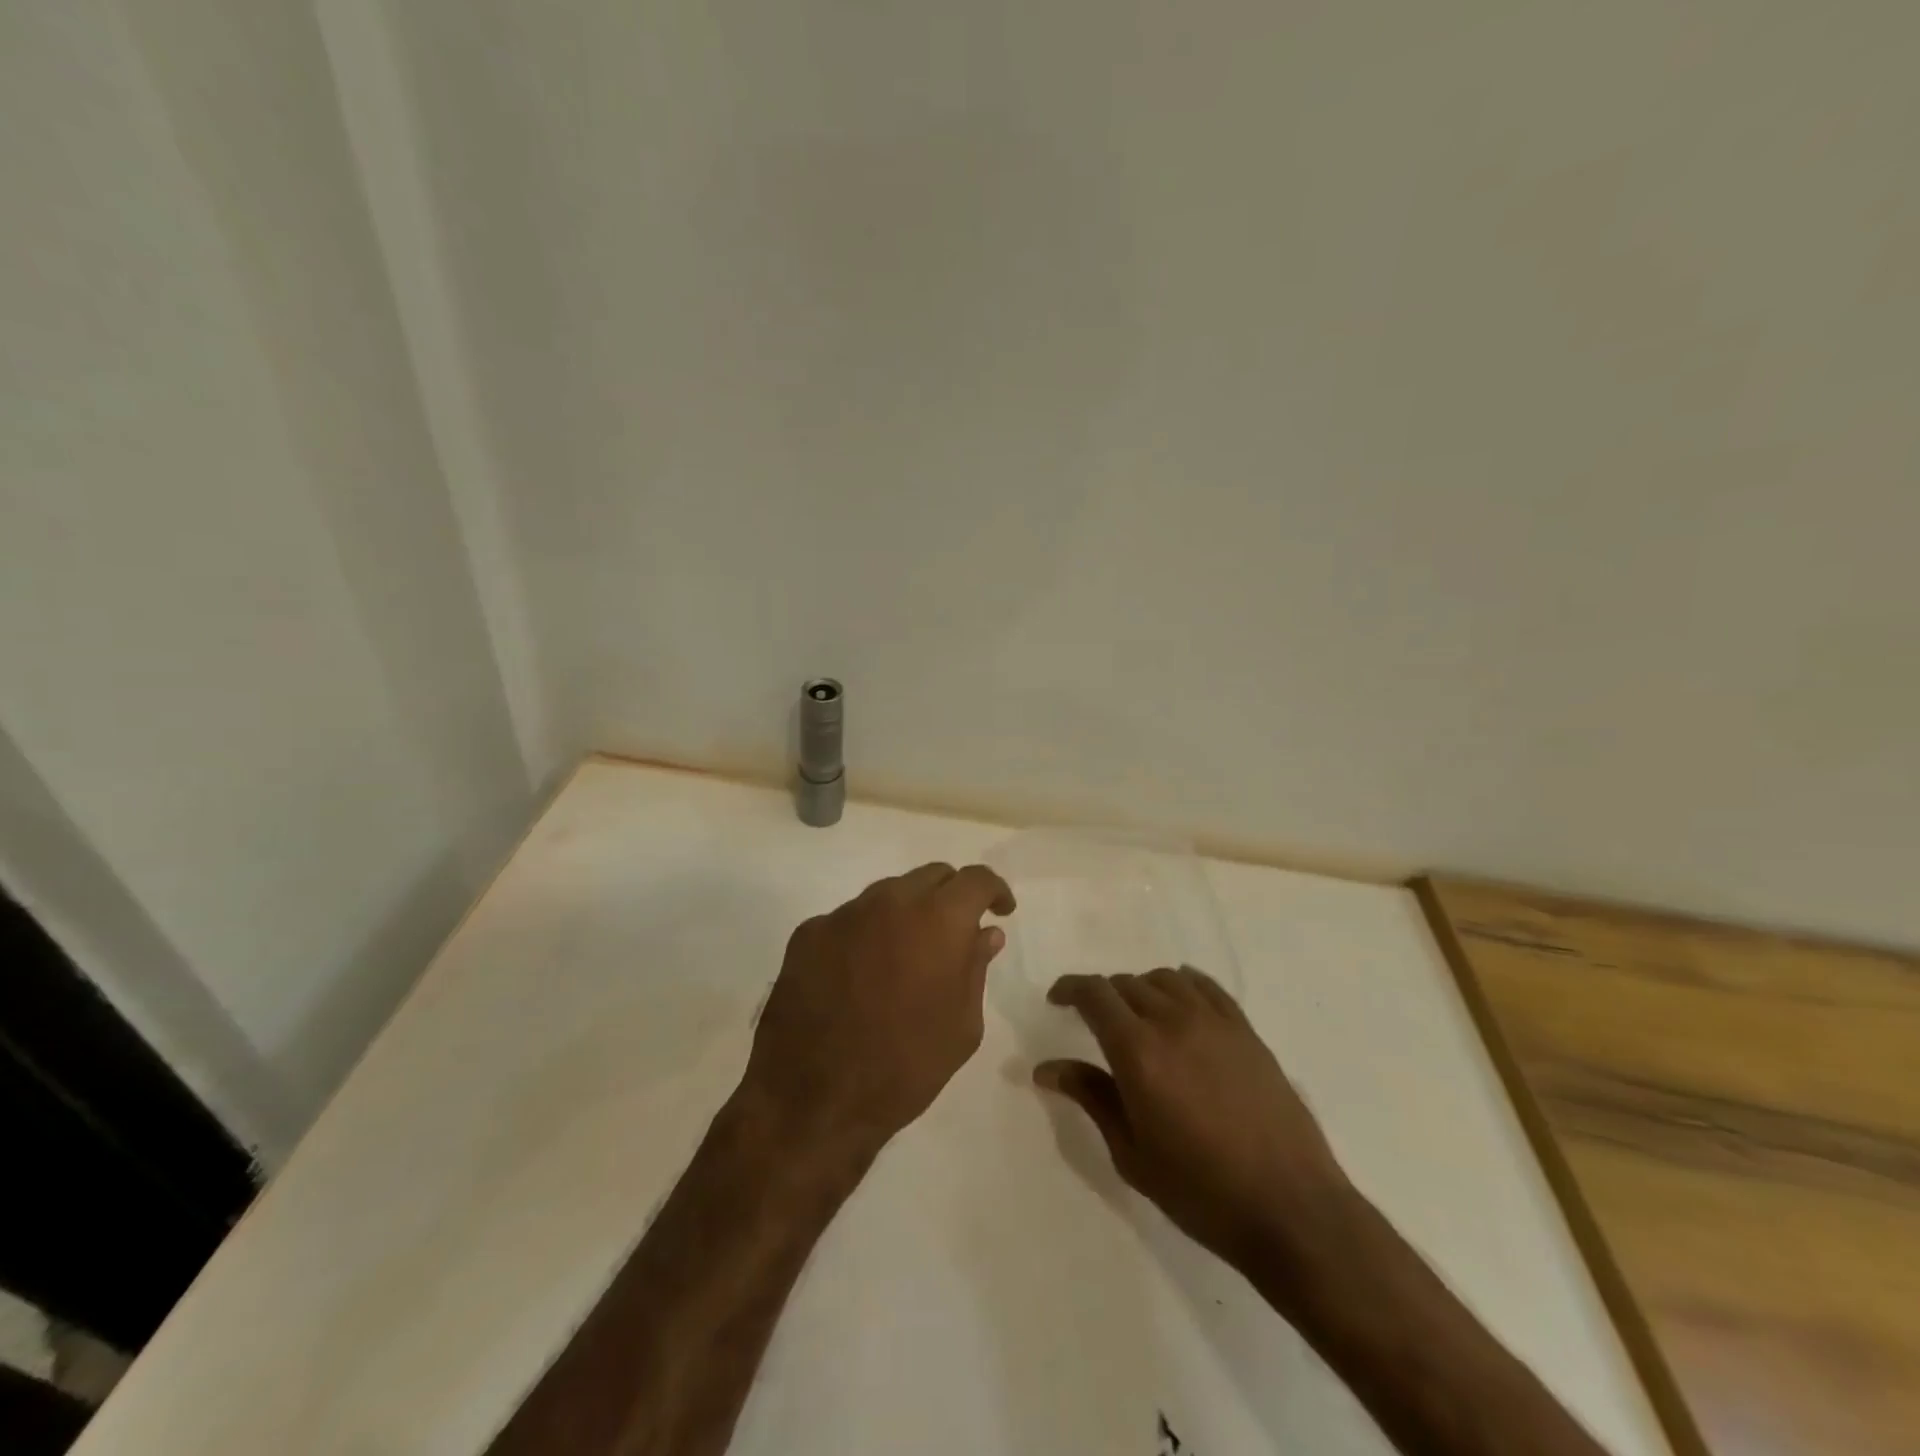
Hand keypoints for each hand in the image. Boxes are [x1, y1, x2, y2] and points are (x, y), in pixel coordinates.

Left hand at [737, 863, 1016, 1163]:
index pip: (975, 879)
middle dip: (950, 896)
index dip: (994, 890)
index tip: (1000, 911)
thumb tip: (985, 932)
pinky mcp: (808, 933)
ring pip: (887, 894)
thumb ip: (975, 968)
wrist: (813, 1101)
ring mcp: (843, 914)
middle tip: (954, 934)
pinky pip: (848, 919)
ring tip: (905, 957)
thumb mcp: (961, 1026)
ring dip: (906, 913)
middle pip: (930, 876)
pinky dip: (865, 935)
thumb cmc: (904, 1068)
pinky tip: (860, 975)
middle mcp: (889, 902)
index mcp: (937, 920)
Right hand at [1036, 967, 1350, 1272]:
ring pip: (1164, 979)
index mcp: (1137, 1051)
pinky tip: (1180, 1004)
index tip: (1057, 1000)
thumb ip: (1091, 1097)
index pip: (1094, 994)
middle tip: (1096, 1023)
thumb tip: (1046, 1068)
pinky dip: (1183, 984)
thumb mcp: (1132, 1153)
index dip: (1069, 988)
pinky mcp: (1245, 1030)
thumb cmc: (1200, 1191)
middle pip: (1126, 984)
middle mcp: (1172, 1021)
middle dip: (1103, 997)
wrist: (1290, 1209)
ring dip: (1141, 990)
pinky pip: (1205, 986)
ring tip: (1139, 1018)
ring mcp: (1214, 1021)